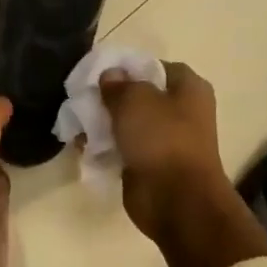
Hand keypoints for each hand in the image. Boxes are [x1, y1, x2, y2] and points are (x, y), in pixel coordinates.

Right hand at [97, 61, 229, 242]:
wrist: (176, 200)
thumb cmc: (161, 140)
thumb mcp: (134, 100)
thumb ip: (119, 84)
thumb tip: (110, 75)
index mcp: (188, 88)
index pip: (154, 66)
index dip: (127, 67)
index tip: (99, 74)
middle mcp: (182, 112)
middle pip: (139, 96)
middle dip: (111, 98)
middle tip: (83, 99)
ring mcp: (167, 141)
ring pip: (129, 124)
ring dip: (104, 125)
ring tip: (78, 124)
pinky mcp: (151, 165)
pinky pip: (124, 149)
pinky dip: (106, 148)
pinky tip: (83, 147)